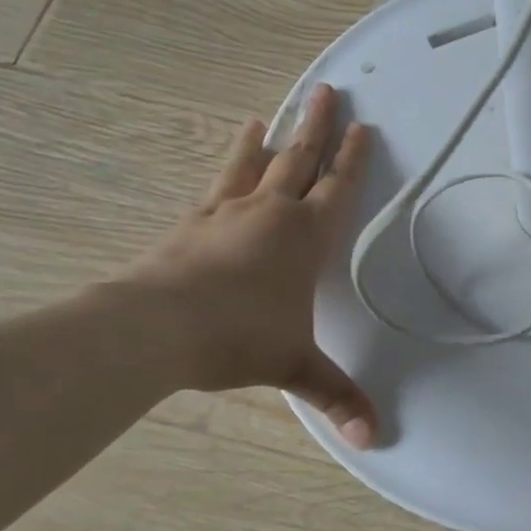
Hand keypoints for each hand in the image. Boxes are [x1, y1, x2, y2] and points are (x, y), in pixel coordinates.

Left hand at [116, 84, 376, 447]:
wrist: (156, 327)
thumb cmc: (238, 338)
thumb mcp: (293, 367)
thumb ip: (335, 396)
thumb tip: (374, 439)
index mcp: (305, 237)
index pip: (338, 188)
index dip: (354, 159)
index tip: (364, 128)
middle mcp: (271, 213)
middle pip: (301, 159)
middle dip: (318, 125)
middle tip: (328, 91)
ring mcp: (228, 211)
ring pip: (258, 162)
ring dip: (274, 135)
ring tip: (279, 109)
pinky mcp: (192, 220)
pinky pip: (219, 181)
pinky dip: (232, 159)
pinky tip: (234, 148)